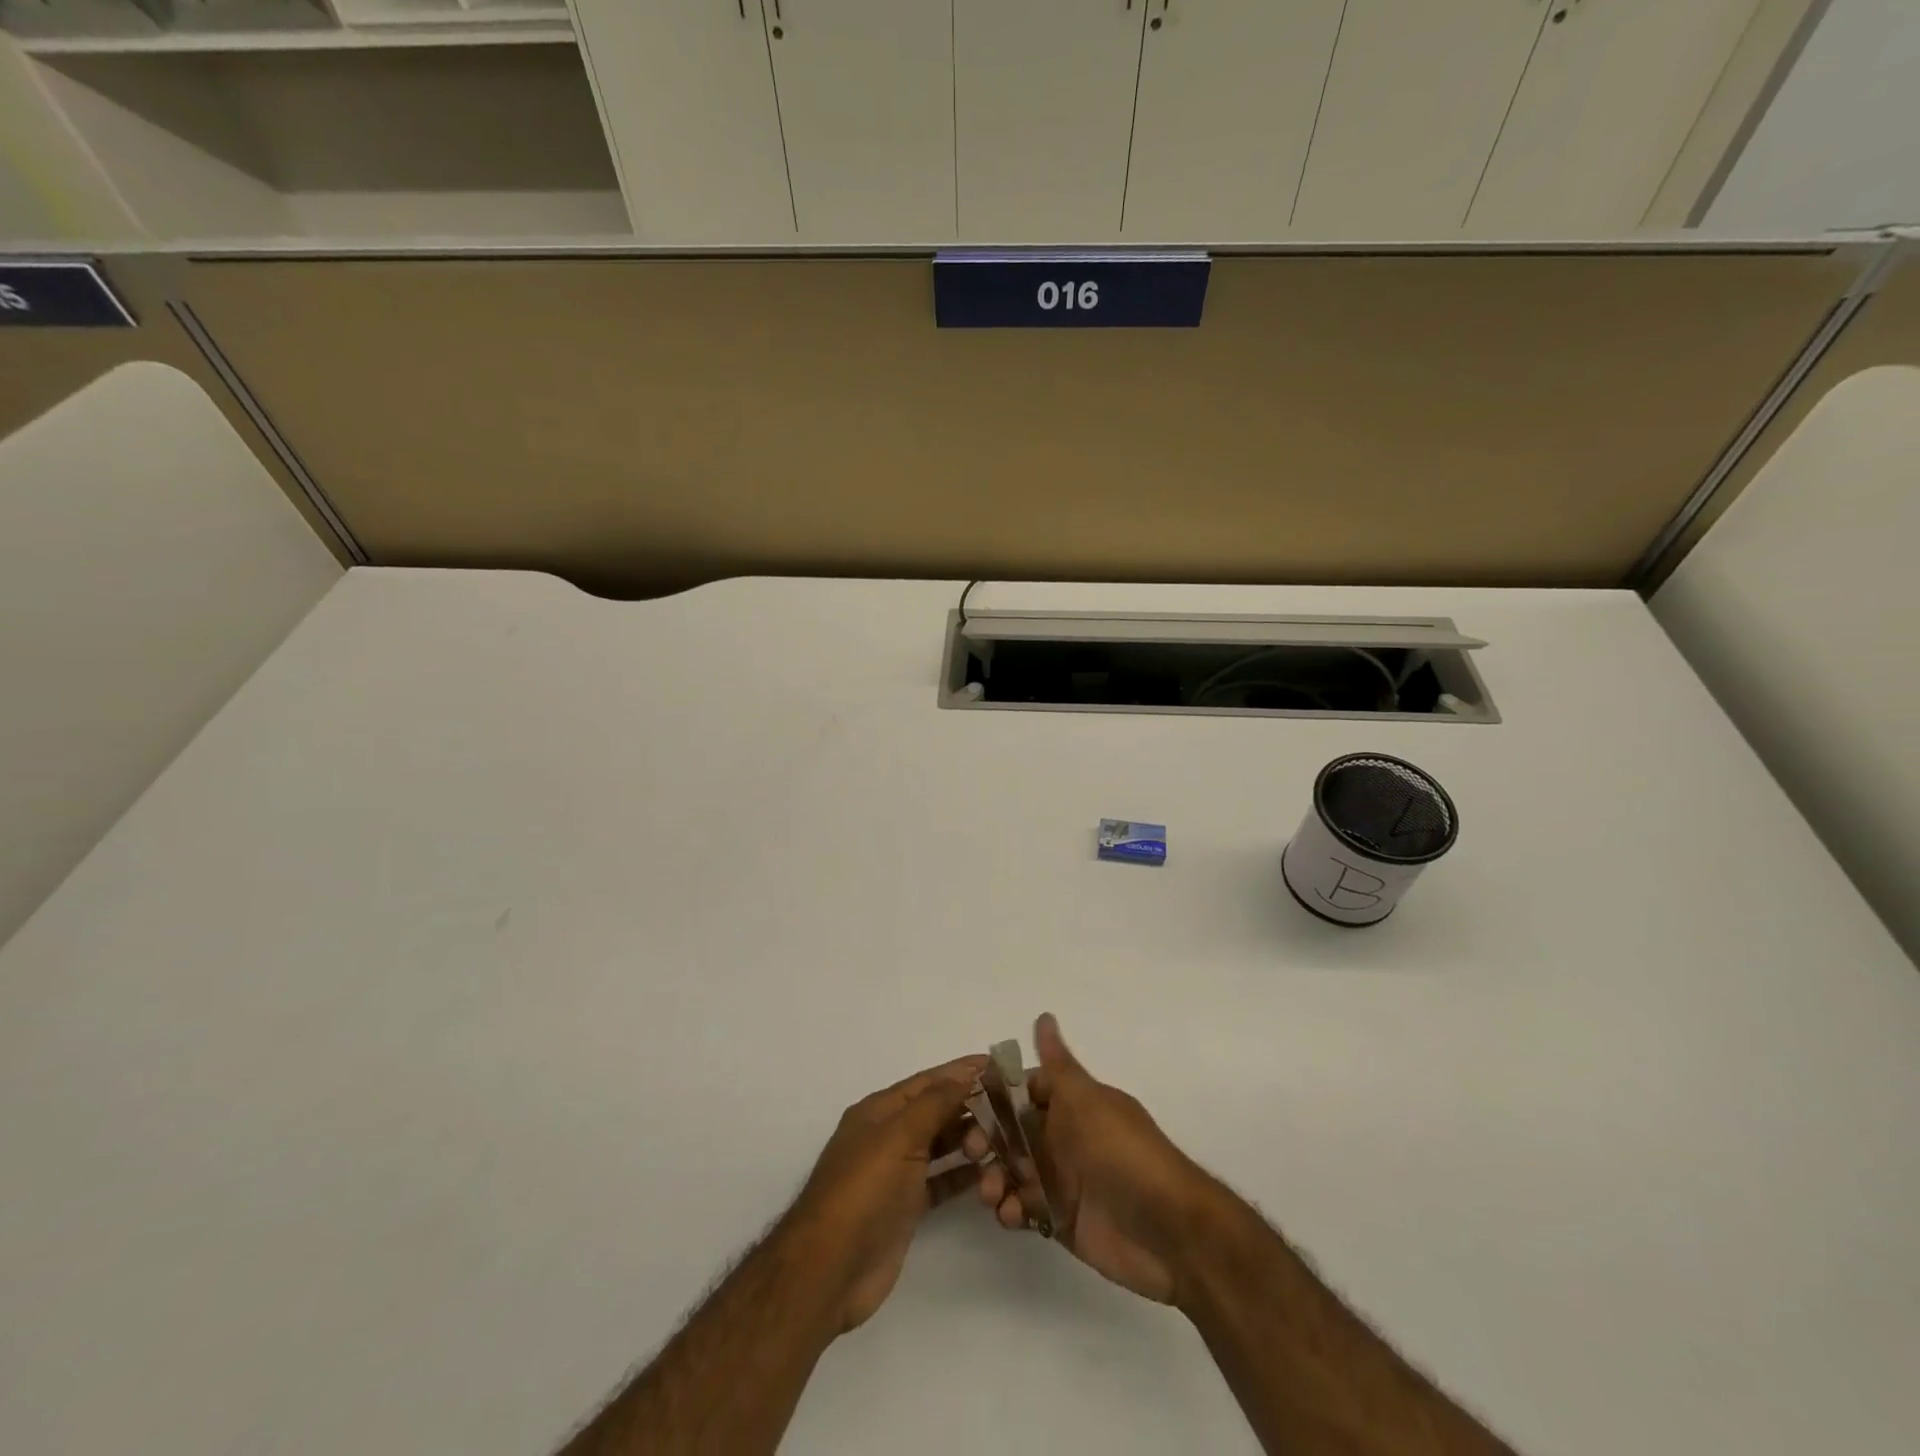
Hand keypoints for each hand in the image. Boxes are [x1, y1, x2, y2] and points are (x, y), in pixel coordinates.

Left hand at [782, 1055, 985, 1332]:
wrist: (829, 1270)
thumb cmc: (864, 1191)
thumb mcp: (899, 1136)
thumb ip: (935, 1102)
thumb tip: (966, 1072)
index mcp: (880, 1110)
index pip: (928, 1082)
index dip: (961, 1072)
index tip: (999, 1067)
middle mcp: (888, 1136)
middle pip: (937, 1112)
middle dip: (971, 1109)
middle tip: (1010, 1115)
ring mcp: (897, 1173)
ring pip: (942, 1146)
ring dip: (970, 1141)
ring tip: (1004, 1144)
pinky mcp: (907, 1207)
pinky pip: (942, 1181)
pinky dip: (964, 1175)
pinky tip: (989, 1174)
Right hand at [973, 1014, 1212, 1304]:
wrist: (1170, 1232)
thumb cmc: (1125, 1155)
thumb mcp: (1088, 1102)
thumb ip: (1058, 1065)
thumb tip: (1044, 1014)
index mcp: (1073, 1104)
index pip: (1025, 1090)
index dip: (997, 1095)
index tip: (967, 1103)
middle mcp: (1065, 1137)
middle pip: (1013, 1132)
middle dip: (989, 1140)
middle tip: (973, 1153)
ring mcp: (1063, 1179)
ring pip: (1014, 1171)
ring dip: (996, 1178)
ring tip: (992, 1194)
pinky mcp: (1062, 1220)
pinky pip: (1025, 1208)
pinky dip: (1012, 1210)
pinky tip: (1012, 1216)